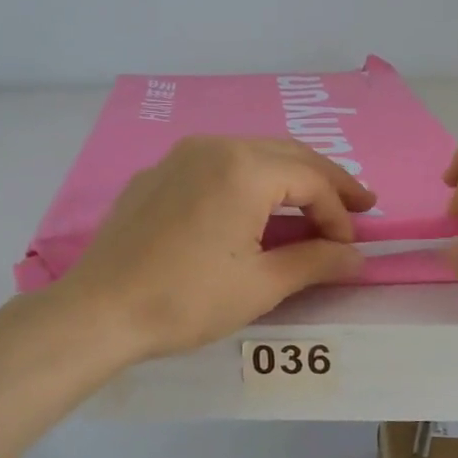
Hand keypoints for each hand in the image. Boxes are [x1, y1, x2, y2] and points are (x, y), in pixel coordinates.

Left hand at [60, 136, 375, 360]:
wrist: (98, 311)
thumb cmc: (186, 299)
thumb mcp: (260, 285)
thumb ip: (315, 262)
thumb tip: (357, 257)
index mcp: (243, 167)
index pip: (311, 179)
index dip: (339, 213)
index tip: (349, 248)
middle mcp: (213, 146)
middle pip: (286, 154)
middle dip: (325, 181)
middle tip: (358, 206)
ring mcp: (179, 156)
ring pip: (251, 154)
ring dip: (288, 178)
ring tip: (312, 206)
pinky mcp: (157, 174)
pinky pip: (216, 166)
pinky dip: (248, 182)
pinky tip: (253, 207)